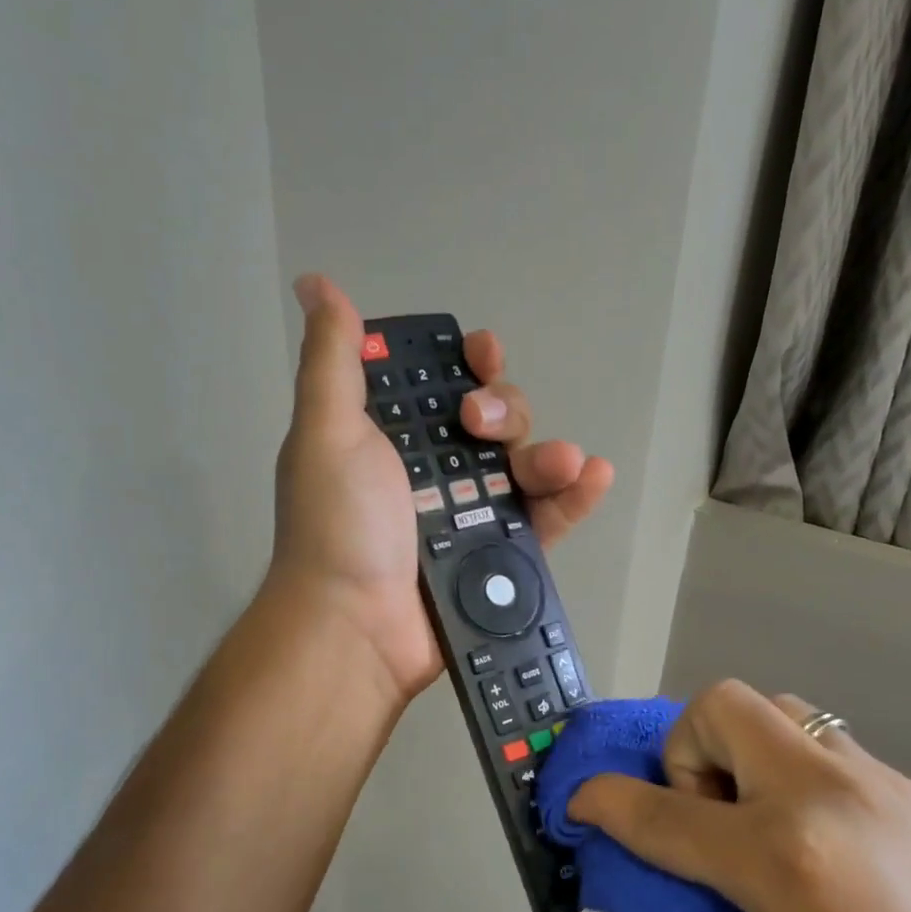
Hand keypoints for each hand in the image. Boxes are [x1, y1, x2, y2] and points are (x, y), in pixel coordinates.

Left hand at [268, 274, 613, 702]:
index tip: (479, 354)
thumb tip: (317, 284)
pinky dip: (573, 498)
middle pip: (494, 422)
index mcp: (394, 439)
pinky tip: (593, 475)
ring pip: (526, 468)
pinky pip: (546, 520)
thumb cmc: (338, 525)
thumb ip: (333, 360)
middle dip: (503, 410)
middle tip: (481, 427)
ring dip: (547, 453)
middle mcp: (435, 473)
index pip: (442, 386)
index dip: (467, 365)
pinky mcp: (501, 559)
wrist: (354, 627)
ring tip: (561, 462)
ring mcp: (471, 517)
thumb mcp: (326, 432)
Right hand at [569, 680, 910, 911]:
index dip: (605, 802)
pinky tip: (810, 835)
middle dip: (685, 751)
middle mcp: (823, 796)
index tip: (578, 801)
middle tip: (702, 815)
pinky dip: (787, 769)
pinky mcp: (904, 785)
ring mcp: (872, 780)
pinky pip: (820, 741)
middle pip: (722, 706)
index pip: (662, 814)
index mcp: (782, 861)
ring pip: (775, 708)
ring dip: (739, 750)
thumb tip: (663, 876)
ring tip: (753, 818)